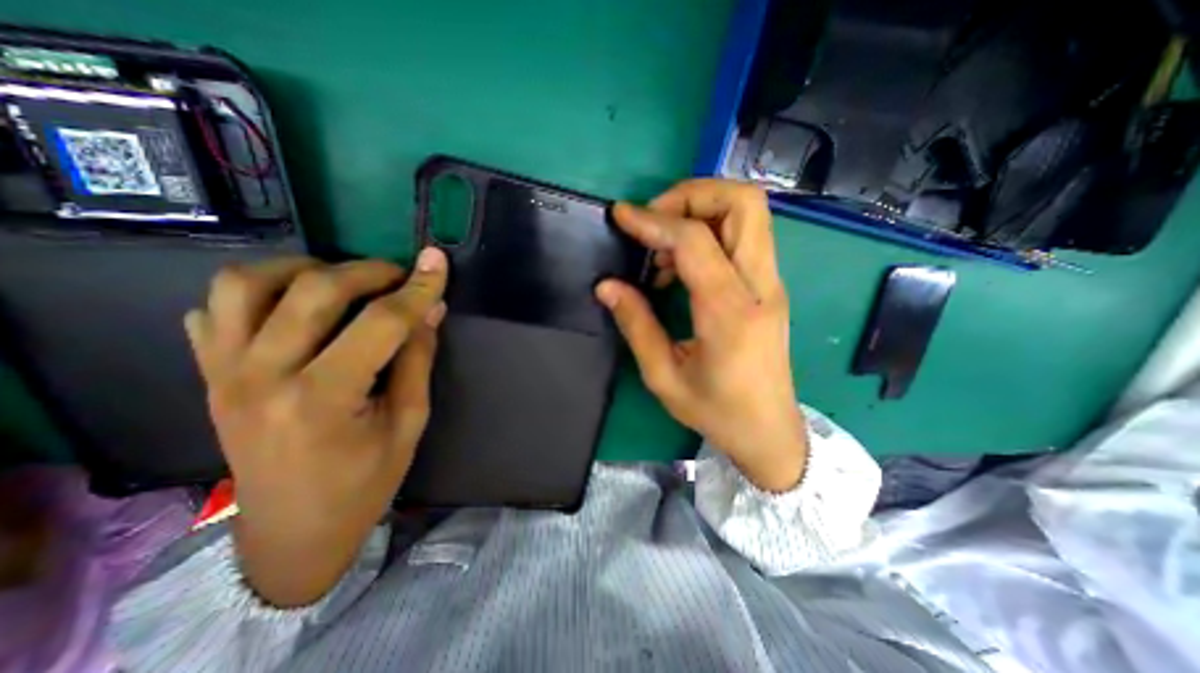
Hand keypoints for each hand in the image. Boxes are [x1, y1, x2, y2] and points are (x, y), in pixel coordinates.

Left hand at [184, 250, 446, 607]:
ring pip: (245, 284)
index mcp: (324, 398)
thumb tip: (431, 308)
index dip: (417, 288)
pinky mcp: (209, 376)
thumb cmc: (365, 482)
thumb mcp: (409, 422)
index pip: (381, 322)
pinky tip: (294, 303)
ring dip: (303, 268)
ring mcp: (224, 373)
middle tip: (399, 275)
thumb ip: (418, 359)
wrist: (292, 533)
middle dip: (368, 270)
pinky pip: (215, 310)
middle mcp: (263, 376)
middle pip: (314, 290)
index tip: (438, 263)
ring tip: (342, 280)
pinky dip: (255, 290)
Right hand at [597, 181, 808, 491]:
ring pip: (749, 213)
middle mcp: (760, 287)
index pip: (695, 241)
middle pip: (744, 203)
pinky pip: (744, 236)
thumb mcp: (663, 377)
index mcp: (729, 314)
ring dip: (701, 211)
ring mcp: (771, 284)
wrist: (770, 431)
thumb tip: (607, 286)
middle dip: (692, 195)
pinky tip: (679, 266)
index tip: (622, 216)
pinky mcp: (769, 287)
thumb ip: (636, 325)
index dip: (654, 220)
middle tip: (654, 220)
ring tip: (661, 248)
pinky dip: (709, 232)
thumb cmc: (716, 412)